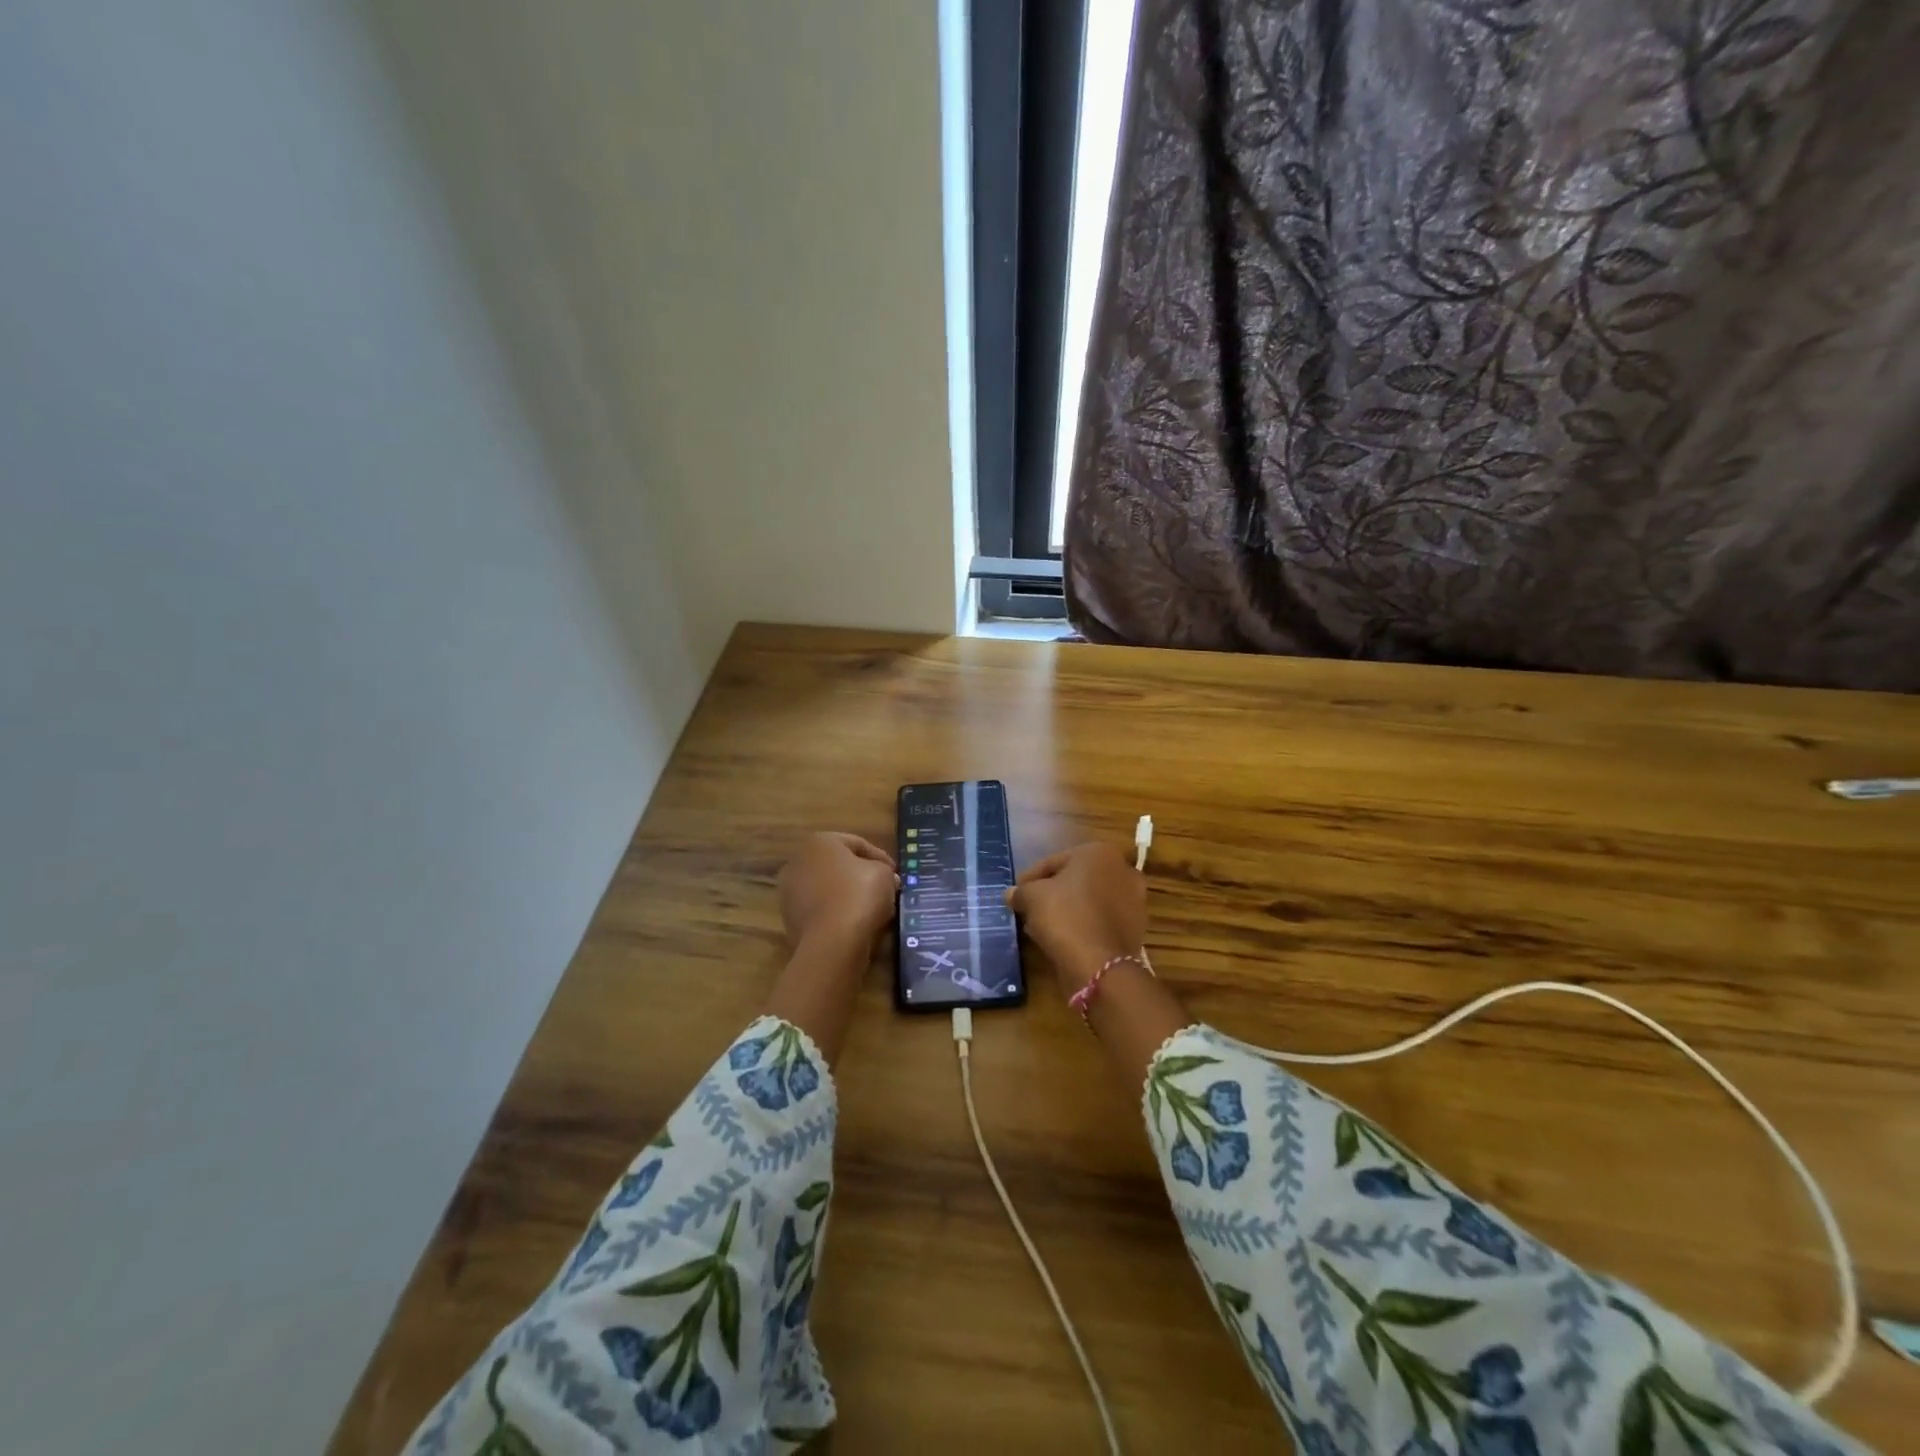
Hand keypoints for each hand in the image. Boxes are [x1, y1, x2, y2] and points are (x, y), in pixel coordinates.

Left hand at [778, 832, 897, 953]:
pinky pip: (822, 910)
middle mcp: (798, 862)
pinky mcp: (790, 920)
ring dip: (849, 896)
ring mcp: (790, 892)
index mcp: (819, 842)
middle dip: (862, 876)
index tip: (896, 873)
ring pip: (829, 890)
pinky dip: (837, 914)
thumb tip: (887, 879)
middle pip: (839, 866)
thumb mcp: (884, 874)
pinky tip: (856, 924)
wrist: (832, 941)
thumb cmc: (859, 895)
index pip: (857, 844)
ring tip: (873, 909)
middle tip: (885, 889)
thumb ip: (885, 871)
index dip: (881, 857)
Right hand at [1005, 841, 1146, 988]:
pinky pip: (1101, 920)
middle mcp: (1123, 869)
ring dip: (1068, 910)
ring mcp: (1134, 899)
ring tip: (1043, 927)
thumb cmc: (1065, 916)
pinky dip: (1084, 925)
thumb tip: (1011, 894)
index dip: (1029, 879)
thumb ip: (1020, 891)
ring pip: (1090, 900)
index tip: (1015, 895)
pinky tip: (1063, 938)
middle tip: (1029, 909)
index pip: (1053, 862)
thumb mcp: (1032, 897)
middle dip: (1052, 893)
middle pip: (1075, 879)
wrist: (1101, 965)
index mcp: (1099, 852)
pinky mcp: (1136, 927)